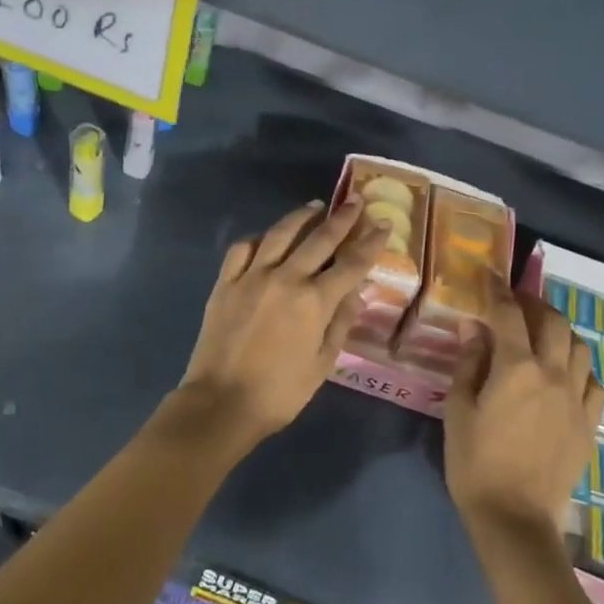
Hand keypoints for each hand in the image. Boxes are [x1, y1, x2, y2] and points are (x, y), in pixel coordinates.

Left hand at [172, 198, 387, 452]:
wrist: (220, 403)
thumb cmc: (280, 392)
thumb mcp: (322, 364)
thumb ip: (341, 323)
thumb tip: (357, 291)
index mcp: (314, 301)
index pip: (351, 263)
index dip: (370, 241)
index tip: (383, 223)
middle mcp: (285, 278)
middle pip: (319, 239)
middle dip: (342, 218)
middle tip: (355, 200)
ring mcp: (252, 276)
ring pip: (280, 233)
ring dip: (301, 216)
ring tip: (316, 205)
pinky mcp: (226, 282)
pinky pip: (243, 248)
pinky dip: (259, 238)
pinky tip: (268, 237)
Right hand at [444, 285, 603, 537]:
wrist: (516, 519)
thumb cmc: (475, 463)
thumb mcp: (458, 410)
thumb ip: (469, 363)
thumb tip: (474, 328)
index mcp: (517, 368)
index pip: (509, 313)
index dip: (498, 290)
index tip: (489, 274)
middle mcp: (554, 374)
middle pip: (553, 322)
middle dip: (533, 304)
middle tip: (515, 304)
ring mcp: (577, 399)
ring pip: (579, 346)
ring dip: (559, 330)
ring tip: (541, 334)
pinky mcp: (589, 424)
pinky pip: (592, 382)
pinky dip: (578, 367)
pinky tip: (563, 374)